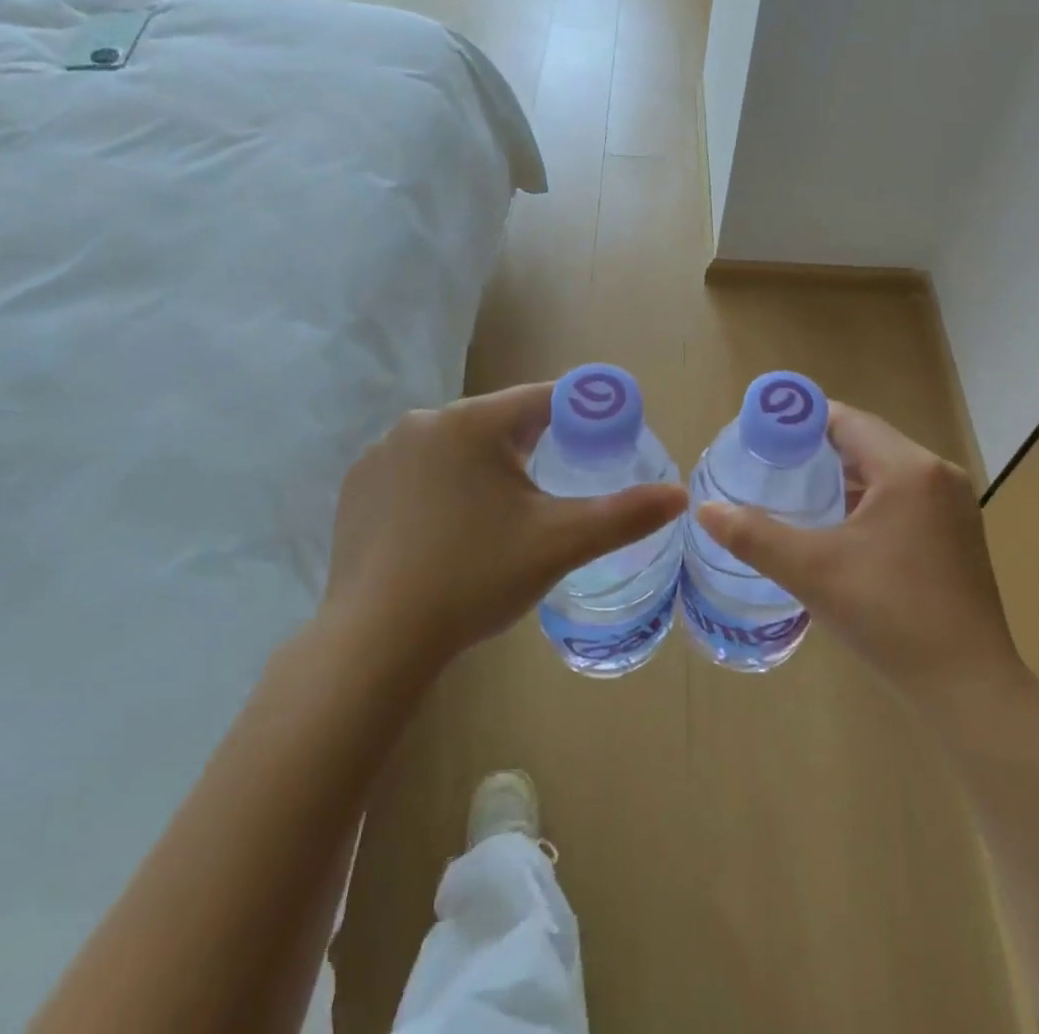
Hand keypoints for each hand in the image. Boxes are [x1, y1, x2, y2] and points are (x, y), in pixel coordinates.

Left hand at [323, 382, 686, 680]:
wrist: (376, 640)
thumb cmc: (474, 578)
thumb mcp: (559, 544)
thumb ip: (623, 514)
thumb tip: (680, 495)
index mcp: (472, 422)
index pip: (543, 398)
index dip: (581, 414)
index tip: (604, 438)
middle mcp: (423, 421)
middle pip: (498, 421)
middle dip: (531, 448)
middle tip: (549, 495)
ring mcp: (383, 452)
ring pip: (456, 446)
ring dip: (484, 467)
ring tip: (498, 518)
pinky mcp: (358, 484)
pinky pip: (418, 469)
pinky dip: (441, 485)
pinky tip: (445, 529)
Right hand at [695, 403, 1024, 711]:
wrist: (968, 690)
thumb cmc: (891, 617)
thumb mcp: (813, 572)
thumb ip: (754, 536)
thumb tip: (704, 509)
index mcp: (909, 469)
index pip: (846, 420)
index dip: (800, 421)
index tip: (760, 435)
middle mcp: (938, 475)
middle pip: (866, 441)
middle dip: (817, 450)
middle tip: (770, 466)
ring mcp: (954, 506)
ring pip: (886, 471)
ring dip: (843, 476)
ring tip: (796, 492)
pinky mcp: (958, 534)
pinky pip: (903, 497)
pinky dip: (868, 500)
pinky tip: (839, 526)